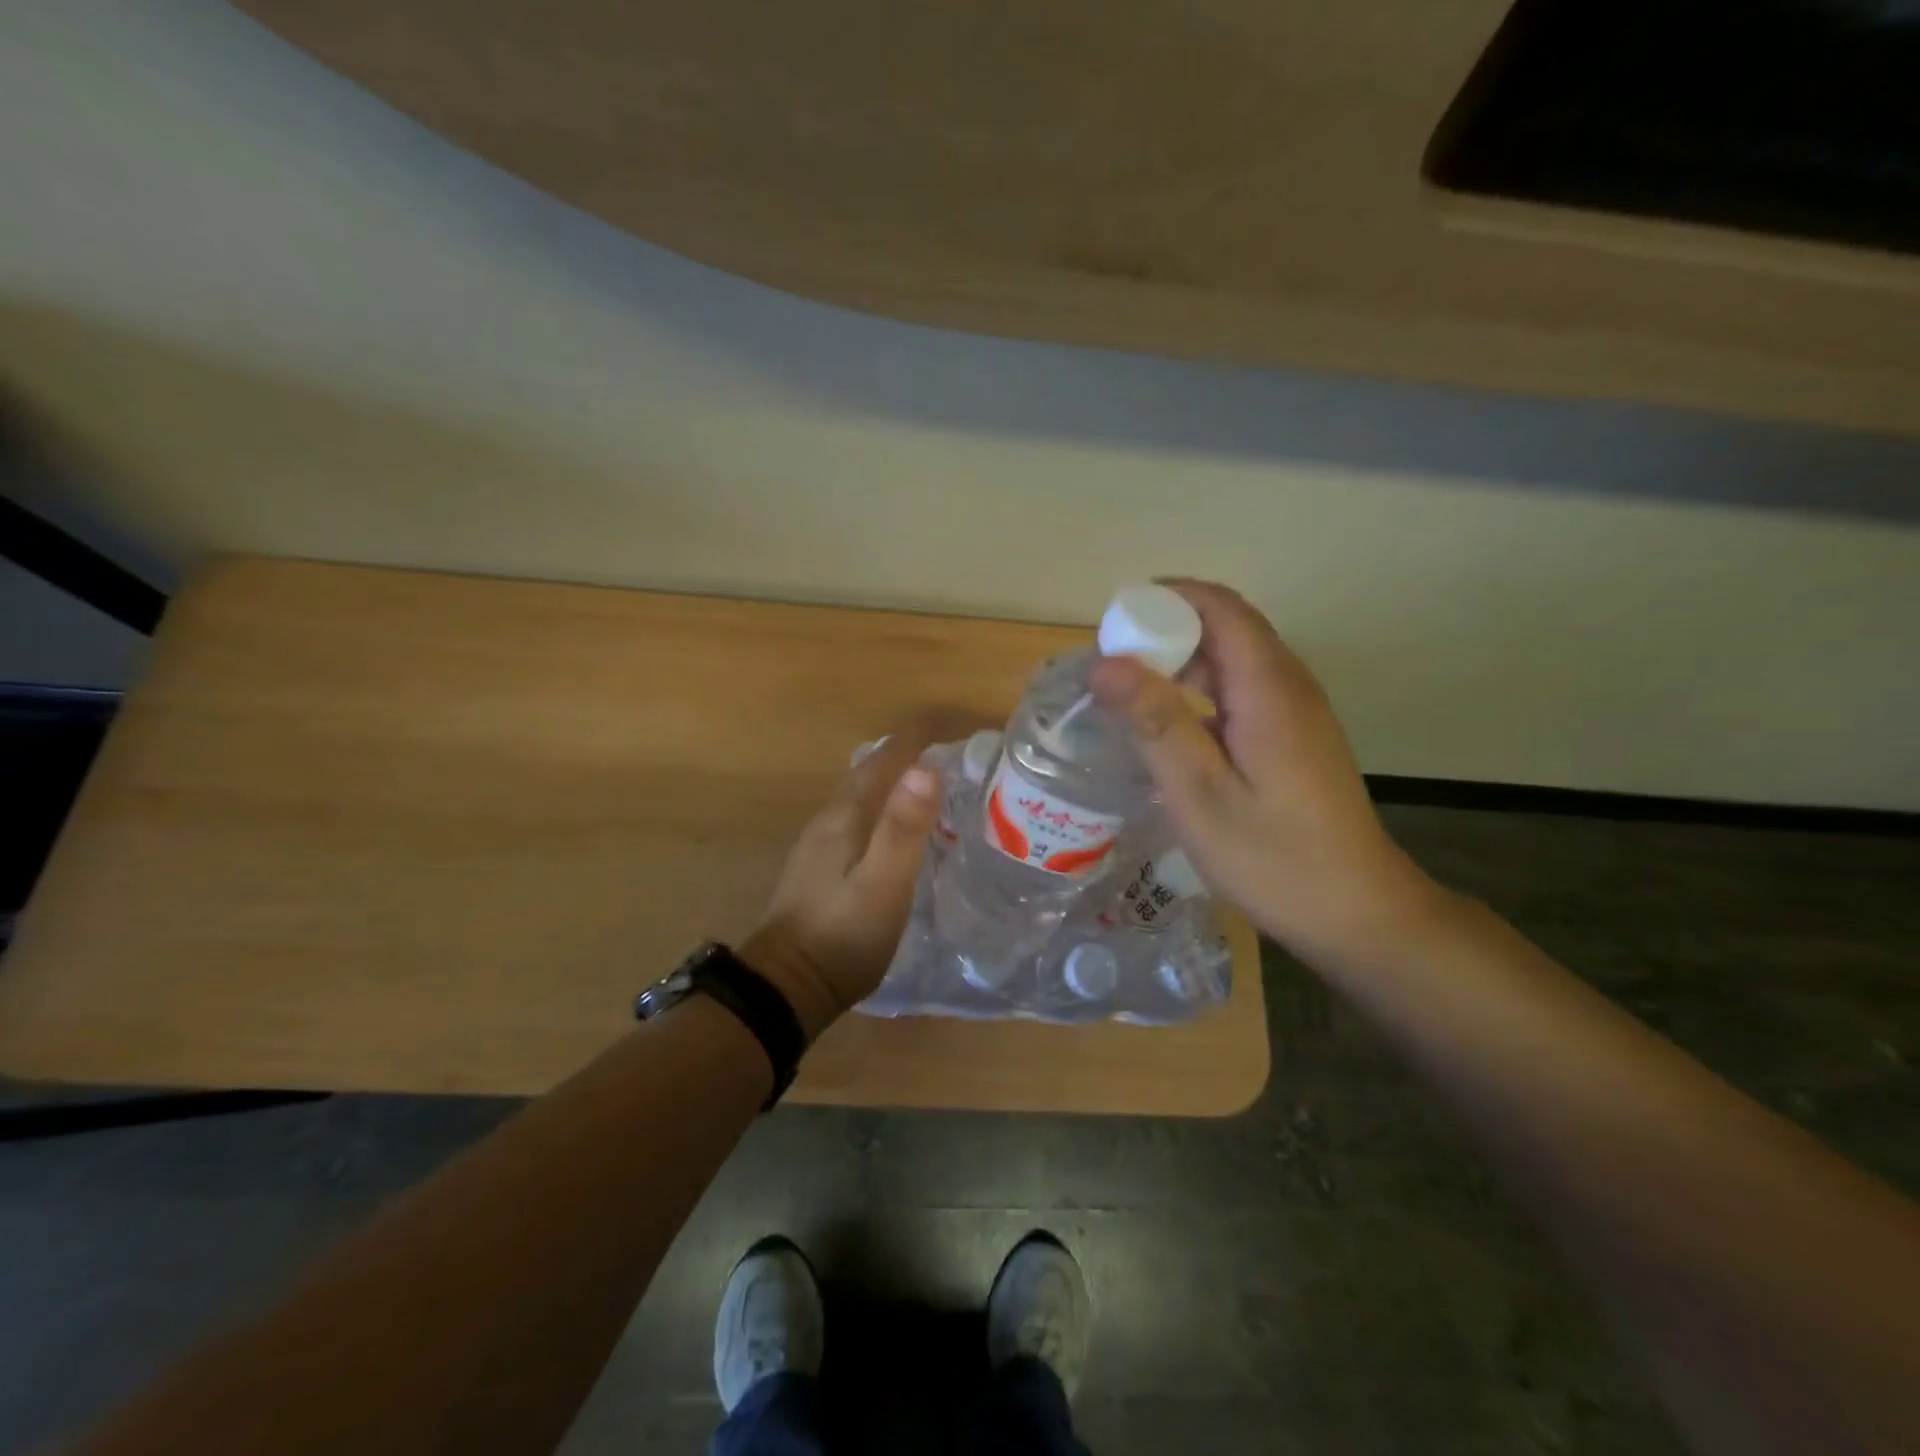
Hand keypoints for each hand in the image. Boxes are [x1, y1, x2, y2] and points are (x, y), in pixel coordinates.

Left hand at [740, 711, 984, 1038]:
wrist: (787, 985)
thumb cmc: (844, 936)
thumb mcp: (884, 883)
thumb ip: (904, 827)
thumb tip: (926, 767)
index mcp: (846, 815)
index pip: (885, 758)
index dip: (915, 736)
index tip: (949, 723)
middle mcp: (829, 818)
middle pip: (869, 770)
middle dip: (904, 752)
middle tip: (945, 749)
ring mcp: (819, 842)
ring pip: (859, 793)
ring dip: (891, 777)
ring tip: (926, 780)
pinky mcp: (818, 865)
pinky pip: (855, 815)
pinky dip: (880, 804)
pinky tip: (893, 825)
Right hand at [1090, 580, 1444, 964]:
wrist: (1356, 911)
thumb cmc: (1272, 857)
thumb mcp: (1200, 794)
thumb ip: (1155, 722)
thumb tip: (1104, 663)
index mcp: (1269, 689)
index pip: (1219, 607)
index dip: (1164, 600)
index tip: (1113, 626)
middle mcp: (1289, 685)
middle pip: (1227, 627)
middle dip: (1166, 630)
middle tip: (1110, 668)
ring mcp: (1297, 711)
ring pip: (1234, 658)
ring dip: (1181, 663)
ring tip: (1129, 695)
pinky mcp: (1295, 736)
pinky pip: (1243, 689)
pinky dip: (1201, 691)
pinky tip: (1172, 730)